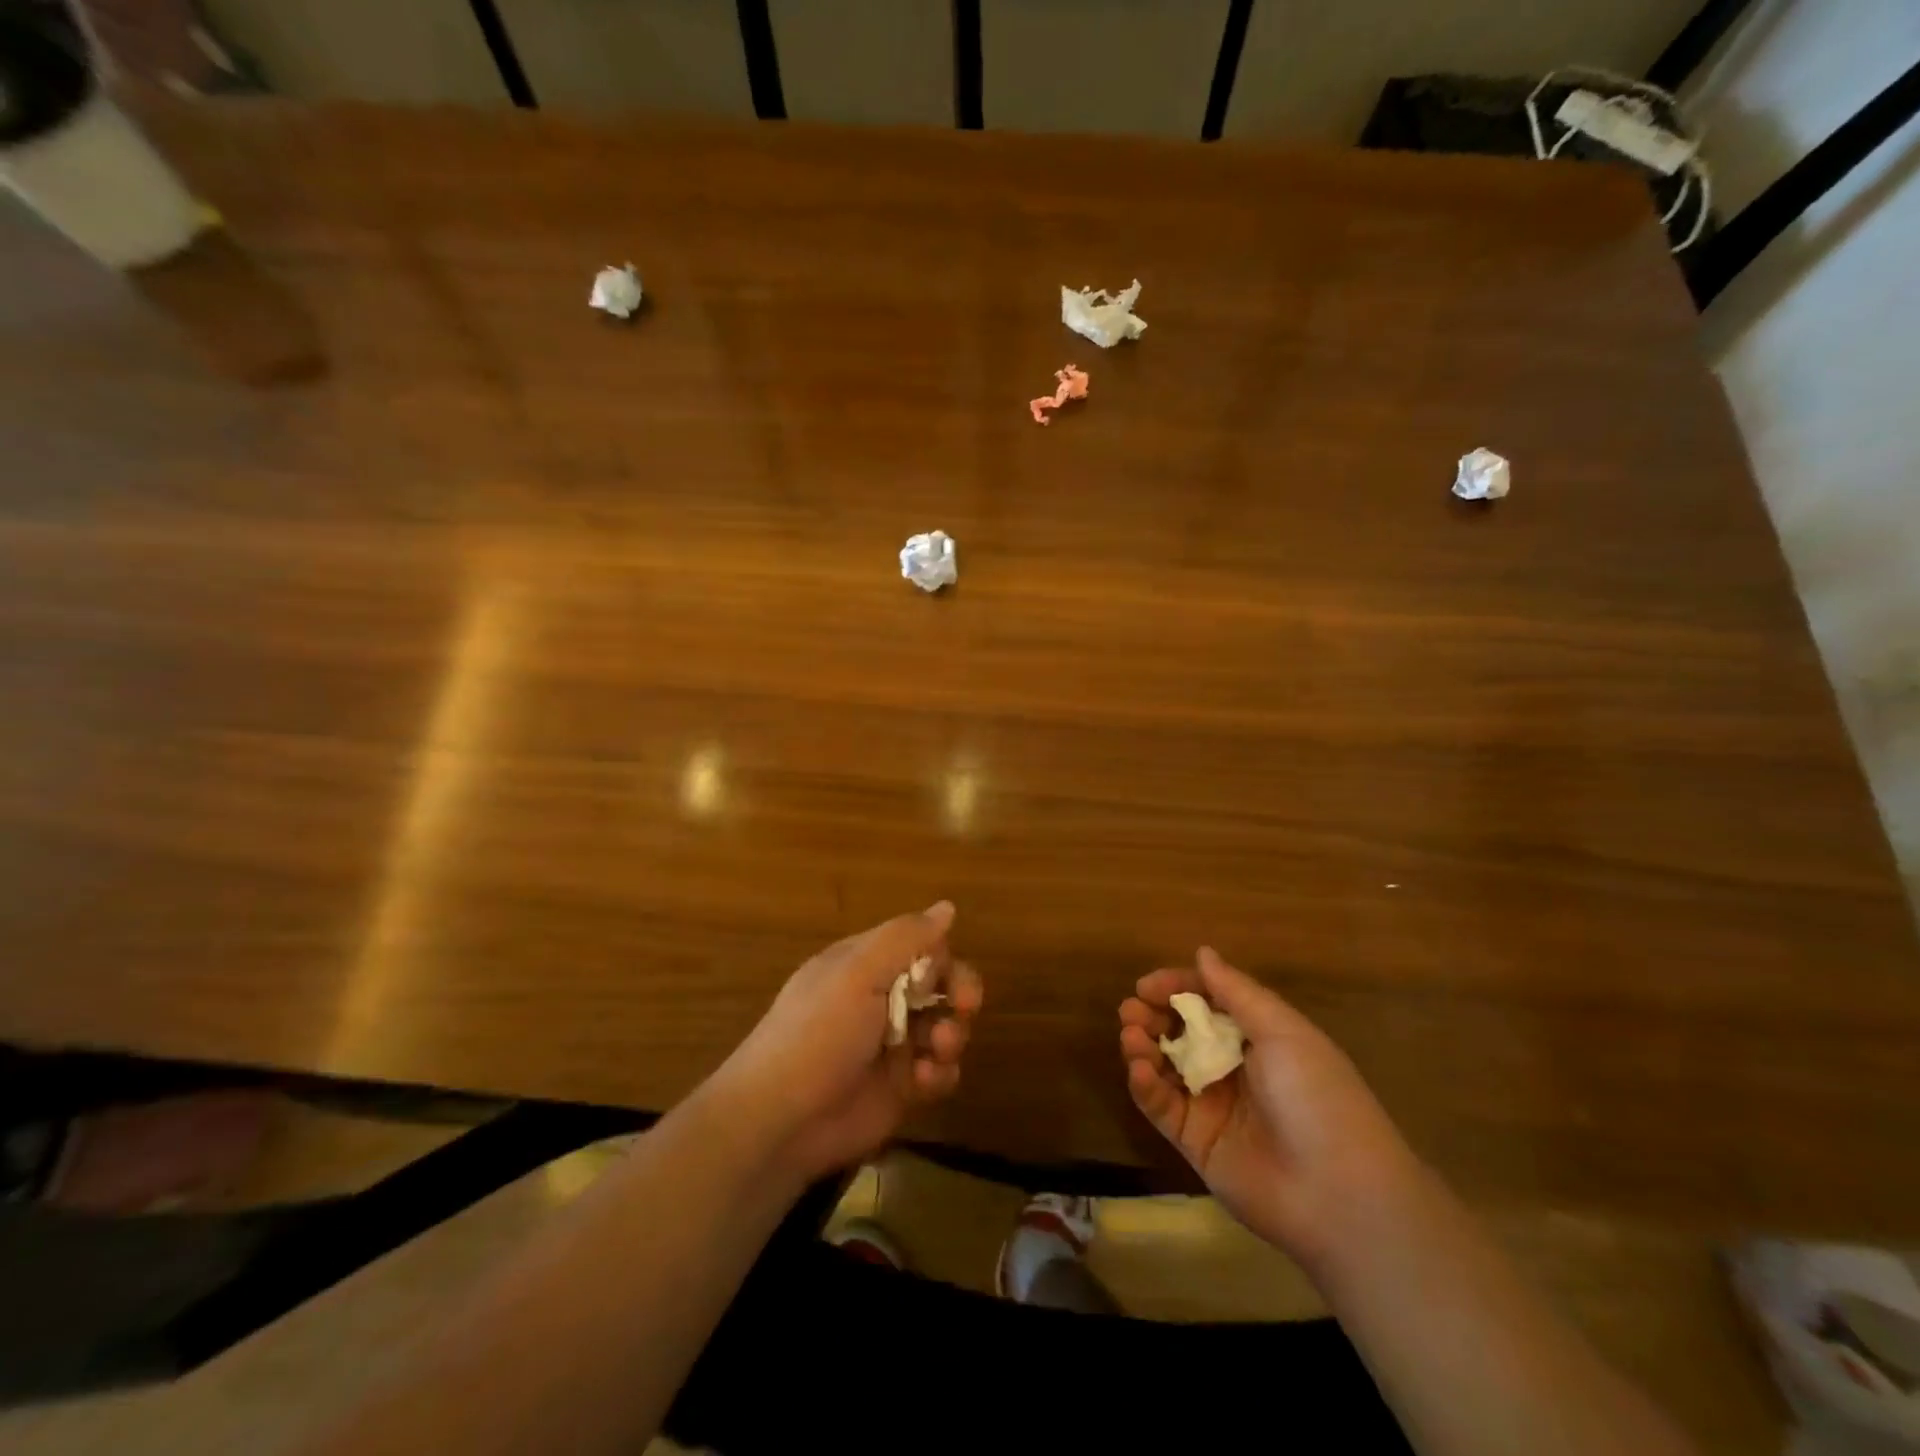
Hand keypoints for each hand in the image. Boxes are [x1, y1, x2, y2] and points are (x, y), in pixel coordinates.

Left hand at [714, 902, 982, 1183]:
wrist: (781, 1119)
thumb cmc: (818, 1033)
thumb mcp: (857, 973)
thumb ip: (905, 938)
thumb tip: (947, 907)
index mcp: (866, 965)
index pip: (921, 946)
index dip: (941, 957)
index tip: (943, 975)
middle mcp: (883, 999)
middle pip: (941, 985)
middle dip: (960, 993)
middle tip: (965, 1006)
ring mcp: (894, 1045)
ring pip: (946, 1027)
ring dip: (952, 1035)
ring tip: (939, 1050)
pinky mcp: (901, 1087)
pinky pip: (940, 1072)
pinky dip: (940, 1074)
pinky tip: (923, 1082)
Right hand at [1118, 947, 1422, 1271]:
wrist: (1339, 1193)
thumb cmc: (1316, 1095)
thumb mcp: (1281, 1031)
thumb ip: (1235, 991)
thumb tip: (1202, 952)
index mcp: (1259, 1037)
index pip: (1208, 1001)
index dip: (1177, 988)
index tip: (1147, 986)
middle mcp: (1233, 1067)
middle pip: (1181, 1032)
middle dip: (1152, 1016)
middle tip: (1132, 1010)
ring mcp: (1212, 1105)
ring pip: (1165, 1066)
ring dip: (1143, 1046)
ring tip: (1131, 1036)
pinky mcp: (1195, 1141)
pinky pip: (1162, 1106)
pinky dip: (1145, 1084)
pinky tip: (1140, 1068)